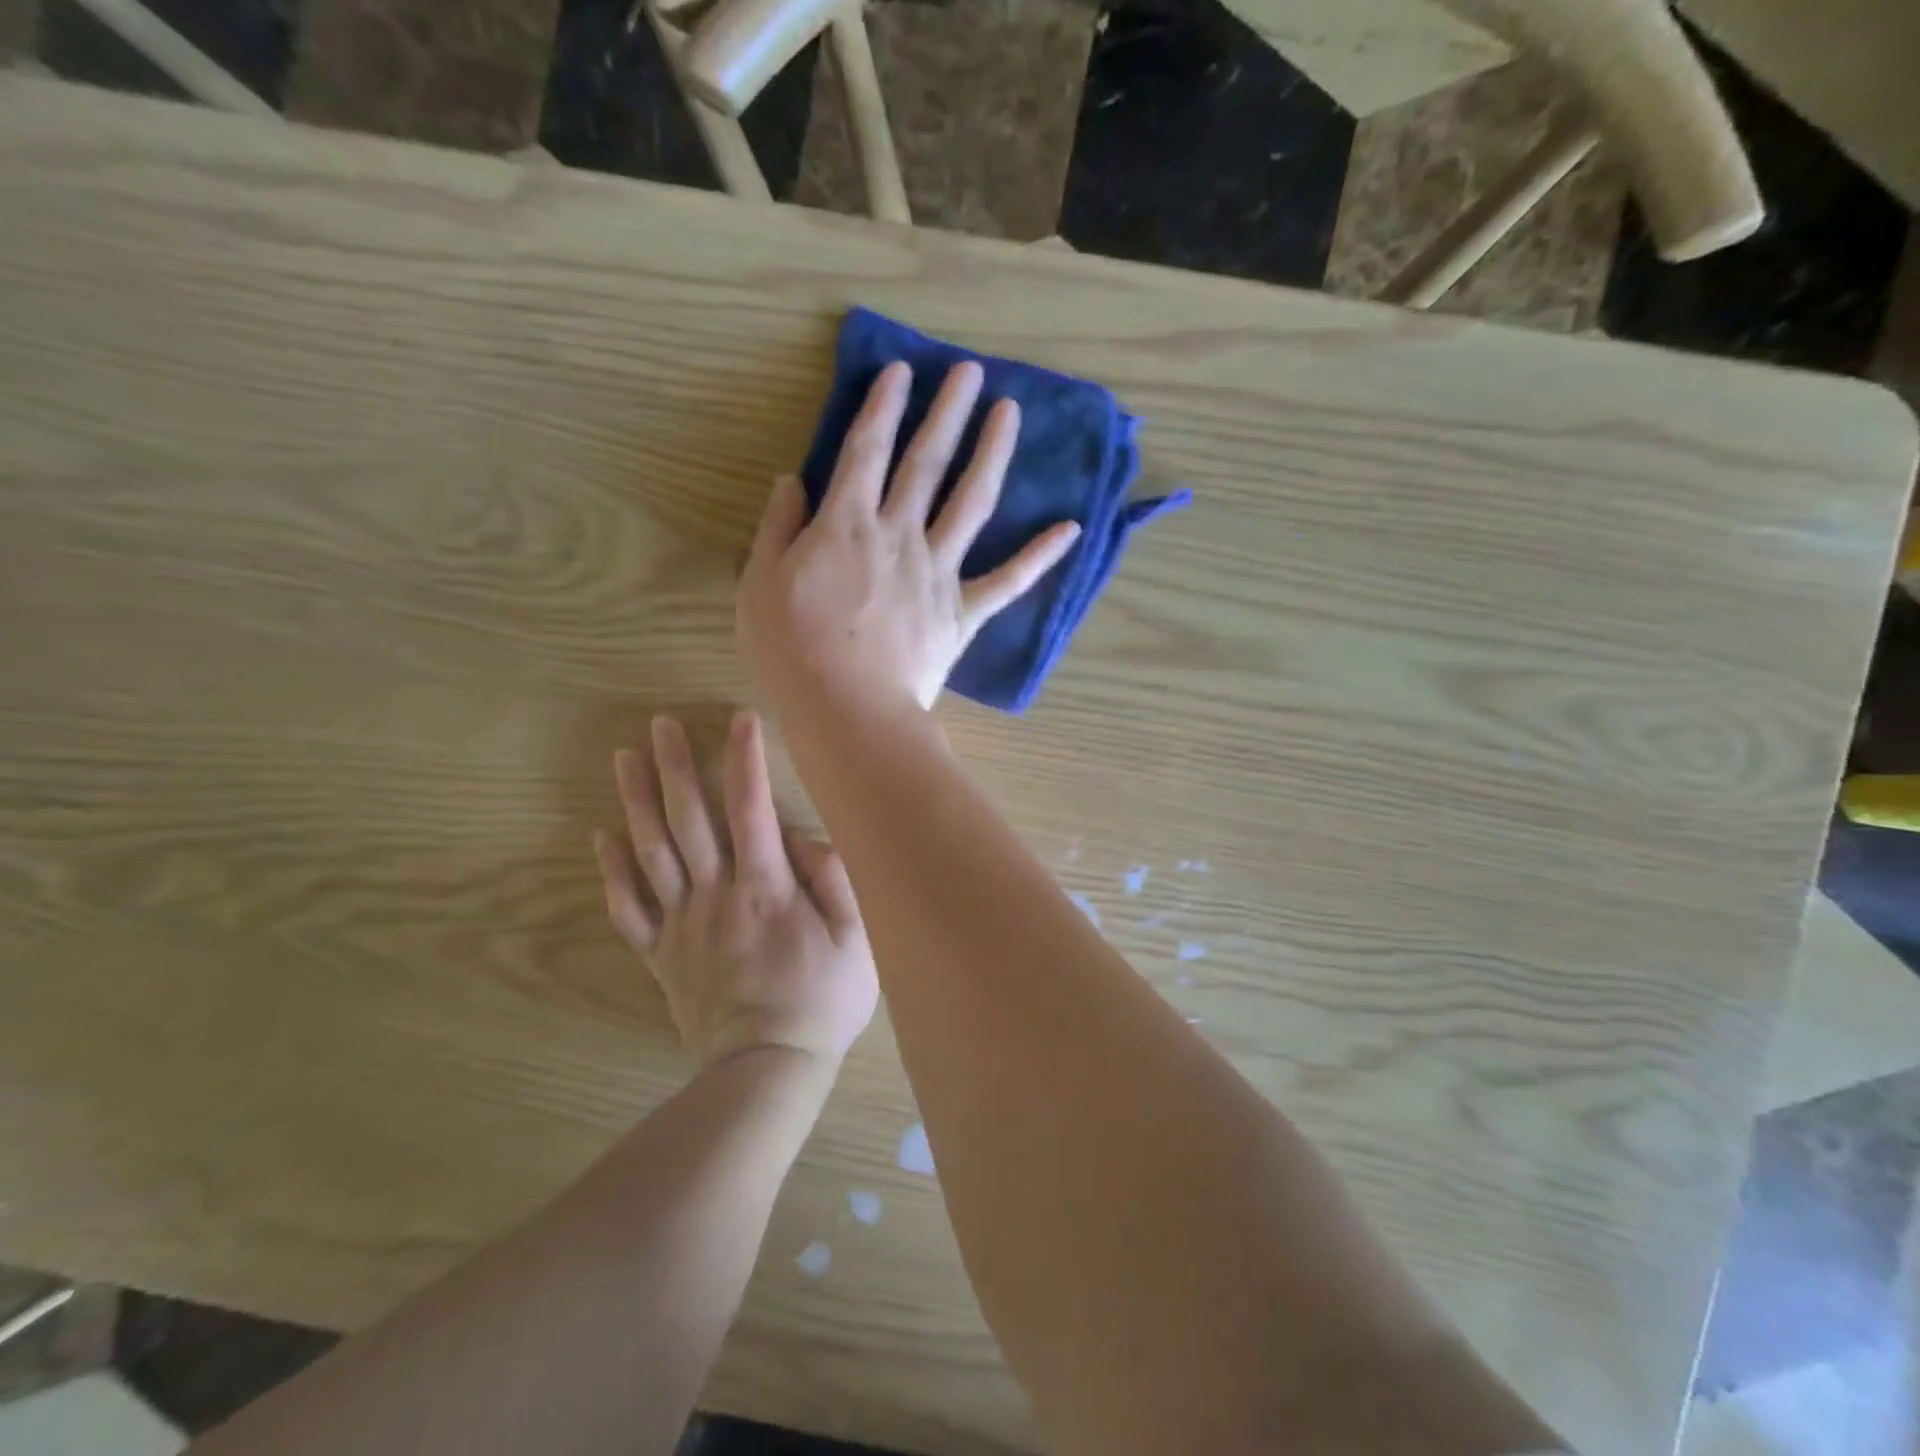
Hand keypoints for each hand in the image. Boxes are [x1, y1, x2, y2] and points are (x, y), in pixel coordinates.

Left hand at [592, 712, 878, 1069]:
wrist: (768, 1067)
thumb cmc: (821, 1000)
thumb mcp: (857, 940)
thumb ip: (835, 881)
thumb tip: (804, 839)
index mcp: (766, 888)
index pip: (753, 809)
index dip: (746, 761)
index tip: (738, 719)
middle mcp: (716, 895)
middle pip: (689, 820)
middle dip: (674, 767)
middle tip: (658, 724)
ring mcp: (682, 924)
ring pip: (652, 853)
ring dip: (636, 802)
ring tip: (623, 758)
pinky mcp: (661, 955)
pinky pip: (628, 909)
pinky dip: (611, 872)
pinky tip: (601, 836)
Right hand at [737, 360, 1080, 719]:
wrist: (848, 710)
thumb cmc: (791, 652)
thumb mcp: (759, 584)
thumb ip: (777, 527)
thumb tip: (792, 480)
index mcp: (846, 524)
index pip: (864, 450)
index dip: (882, 406)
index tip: (901, 371)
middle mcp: (899, 534)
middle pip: (926, 462)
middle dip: (946, 412)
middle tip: (969, 371)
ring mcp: (938, 572)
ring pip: (971, 502)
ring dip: (992, 453)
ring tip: (1010, 413)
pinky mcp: (964, 612)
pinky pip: (1008, 580)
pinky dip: (1040, 555)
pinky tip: (1071, 528)